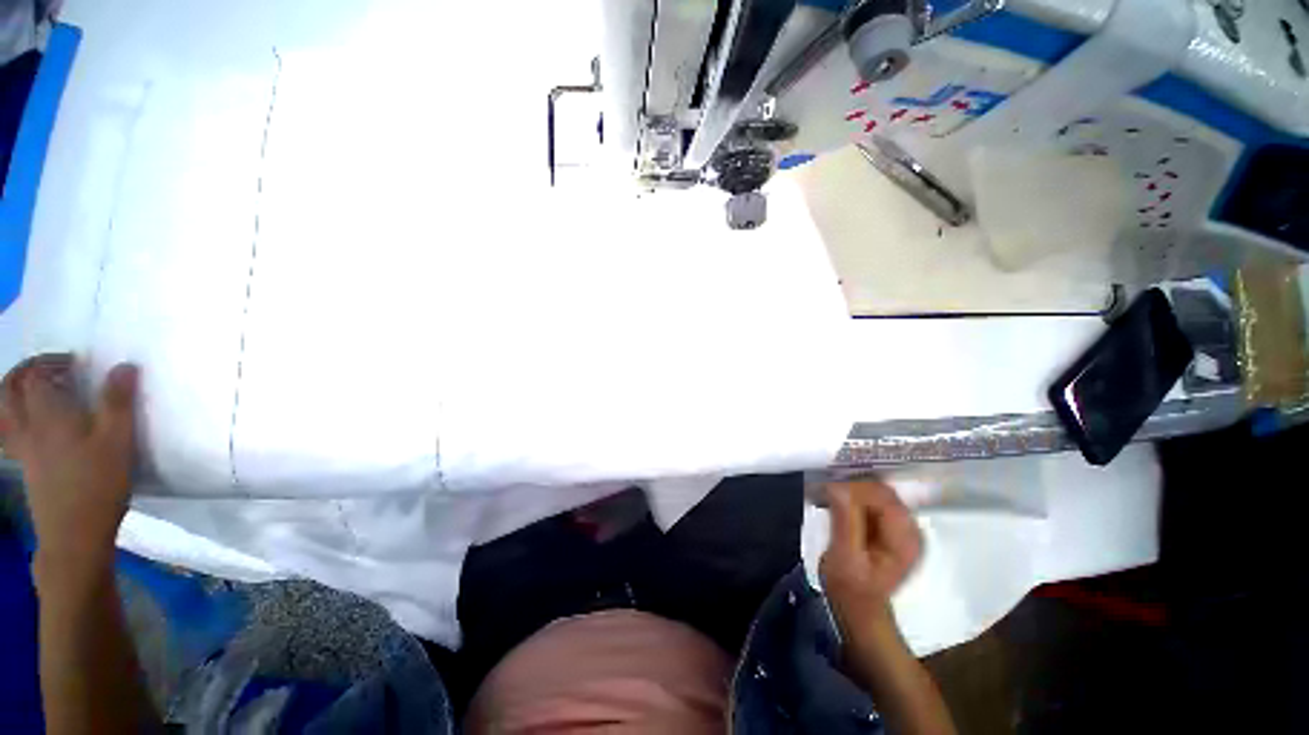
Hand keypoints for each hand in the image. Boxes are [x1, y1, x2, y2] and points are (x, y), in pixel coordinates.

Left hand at [0, 354, 139, 571]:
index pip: (36, 376)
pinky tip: (34, 425)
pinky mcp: (26, 467)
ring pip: (4, 412)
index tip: (75, 362)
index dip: (52, 362)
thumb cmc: (98, 484)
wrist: (74, 536)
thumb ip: (118, 402)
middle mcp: (27, 427)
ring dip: (14, 394)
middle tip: (49, 369)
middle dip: (25, 372)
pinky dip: (15, 418)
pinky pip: (9, 433)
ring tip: (37, 391)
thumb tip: (124, 366)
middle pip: (9, 390)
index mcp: (47, 416)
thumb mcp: (117, 442)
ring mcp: (23, 449)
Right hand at [820, 479, 921, 618]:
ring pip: (876, 493)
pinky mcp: (890, 525)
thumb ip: (844, 521)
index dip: (856, 487)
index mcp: (905, 538)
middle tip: (826, 489)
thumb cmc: (850, 587)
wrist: (858, 607)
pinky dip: (854, 497)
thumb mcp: (843, 557)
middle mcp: (910, 527)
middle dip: (853, 486)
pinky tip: (838, 502)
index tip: (829, 487)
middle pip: (882, 491)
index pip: (883, 497)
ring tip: (829, 494)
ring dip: (852, 490)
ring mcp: (902, 526)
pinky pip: (872, 500)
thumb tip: (836, 486)